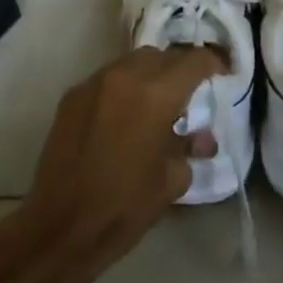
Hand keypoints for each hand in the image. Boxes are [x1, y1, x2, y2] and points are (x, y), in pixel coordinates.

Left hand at [13, 45, 226, 282]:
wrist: (61, 227)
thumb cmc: (124, 207)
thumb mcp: (171, 180)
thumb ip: (189, 148)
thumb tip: (201, 138)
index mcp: (155, 95)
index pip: (193, 61)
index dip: (213, 63)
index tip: (222, 74)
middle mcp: (124, 77)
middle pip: (161, 55)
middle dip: (179, 69)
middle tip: (189, 94)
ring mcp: (93, 84)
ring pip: (131, 62)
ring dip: (150, 74)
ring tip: (156, 104)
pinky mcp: (71, 97)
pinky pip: (107, 78)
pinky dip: (123, 87)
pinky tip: (125, 116)